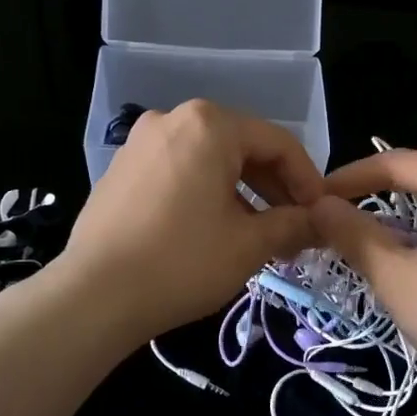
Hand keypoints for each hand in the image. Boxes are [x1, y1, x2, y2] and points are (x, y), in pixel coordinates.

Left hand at [54, 101, 324, 344]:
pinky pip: (180, 171)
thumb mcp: (250, 244)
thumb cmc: (182, 262)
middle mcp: (173, 119)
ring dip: (243, 193)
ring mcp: (142, 142)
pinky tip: (214, 230)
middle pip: (243, 147)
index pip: (278, 143)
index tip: (321, 215)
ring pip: (211, 160)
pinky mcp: (122, 169)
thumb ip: (294, 224)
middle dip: (275, 188)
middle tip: (294, 228)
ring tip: (258, 234)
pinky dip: (207, 193)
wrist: (93, 296)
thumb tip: (323, 222)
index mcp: (210, 125)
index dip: (308, 180)